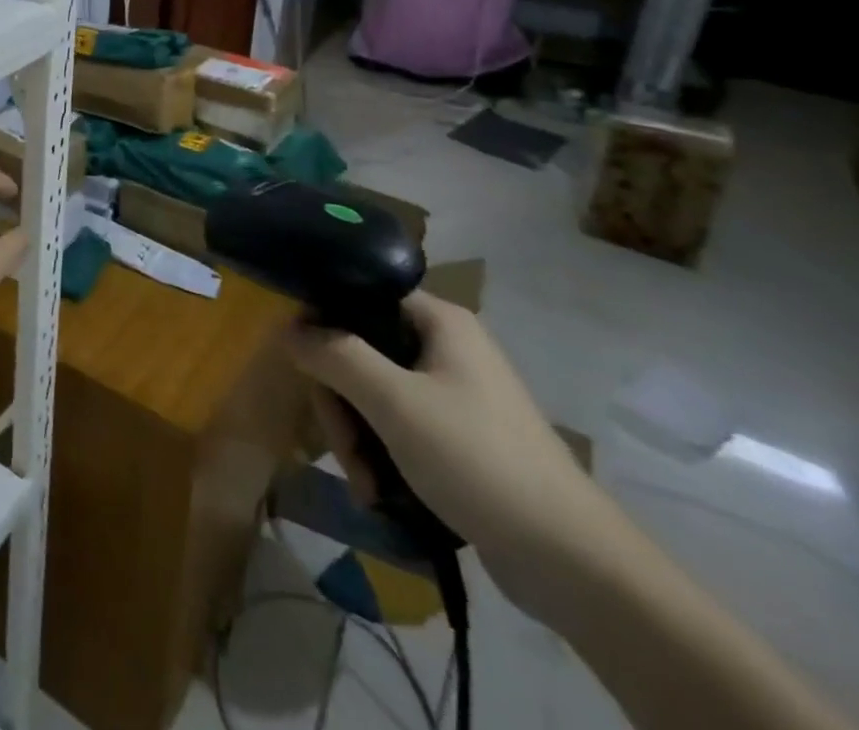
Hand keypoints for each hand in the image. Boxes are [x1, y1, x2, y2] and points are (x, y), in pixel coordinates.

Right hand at [288, 292, 627, 616]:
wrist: (572, 562)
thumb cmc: (478, 461)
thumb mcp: (395, 403)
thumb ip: (335, 356)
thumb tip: (286, 327)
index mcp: (439, 321)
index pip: (360, 296)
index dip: (323, 324)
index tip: (303, 367)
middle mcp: (445, 346)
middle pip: (361, 351)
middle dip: (341, 403)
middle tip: (343, 449)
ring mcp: (453, 393)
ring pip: (375, 394)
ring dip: (357, 438)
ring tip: (364, 485)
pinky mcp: (458, 436)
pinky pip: (398, 427)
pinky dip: (381, 455)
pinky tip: (378, 493)